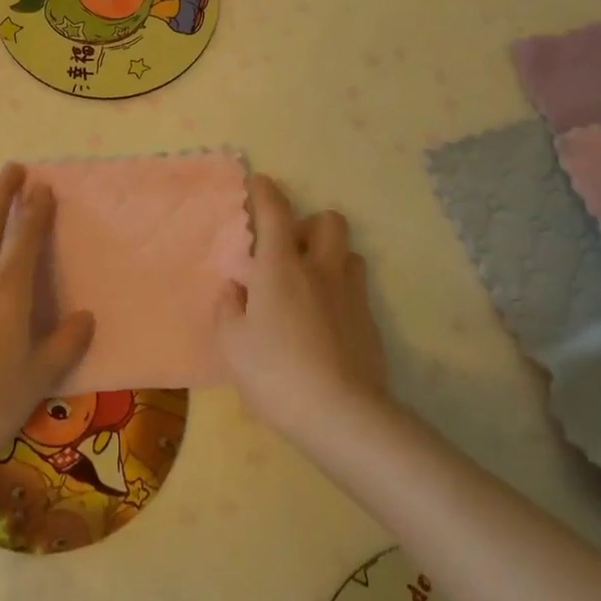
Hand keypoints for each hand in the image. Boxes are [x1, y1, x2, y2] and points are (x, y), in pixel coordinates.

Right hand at [215, 174, 386, 443]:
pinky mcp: (371, 324)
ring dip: (330, 259)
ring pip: (349, 254)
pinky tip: (326, 324)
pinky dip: (340, 295)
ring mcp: (351, 296)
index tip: (259, 183)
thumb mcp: (231, 343)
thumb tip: (236, 289)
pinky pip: (356, 292)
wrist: (342, 416)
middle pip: (329, 221)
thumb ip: (229, 308)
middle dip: (310, 225)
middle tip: (290, 251)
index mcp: (281, 267)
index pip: (275, 212)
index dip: (265, 192)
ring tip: (311, 286)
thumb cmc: (275, 372)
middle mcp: (320, 270)